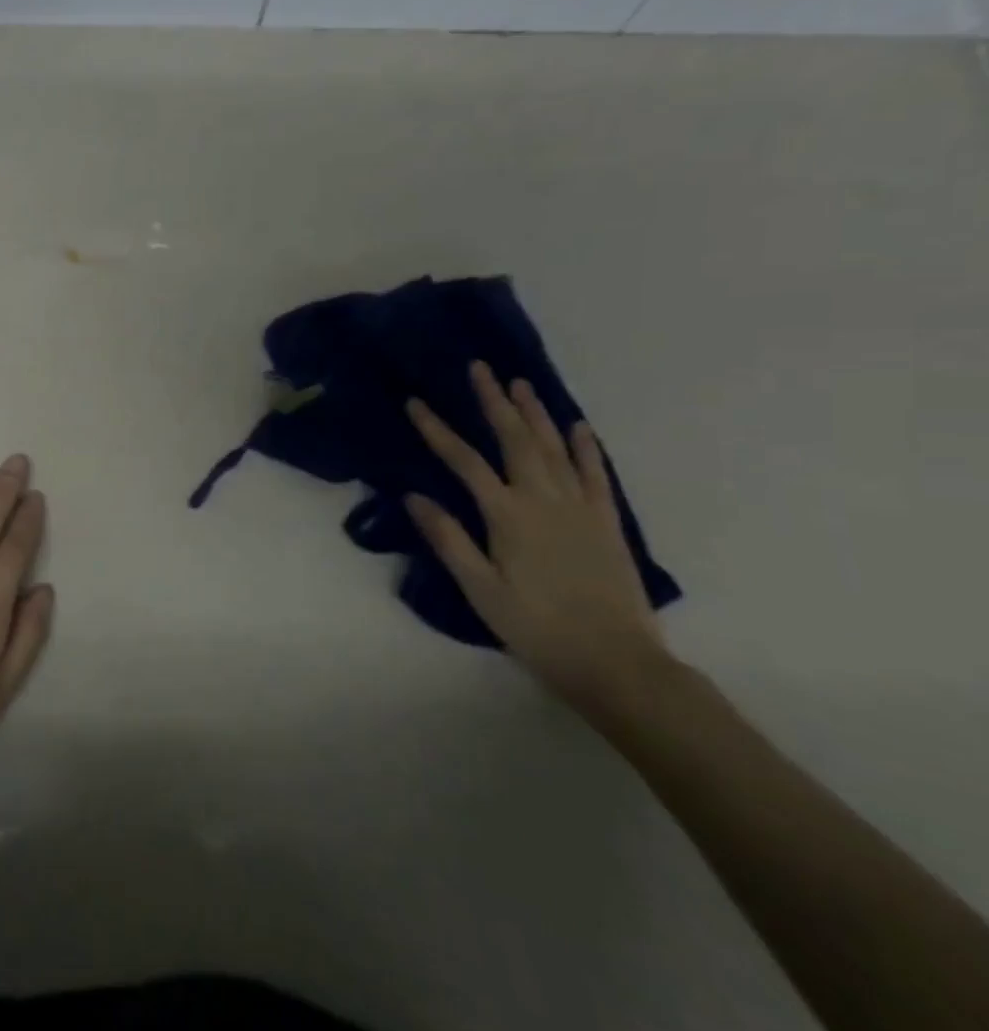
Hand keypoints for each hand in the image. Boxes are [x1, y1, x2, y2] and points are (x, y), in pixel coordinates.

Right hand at [406, 363, 668, 709]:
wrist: (616, 662)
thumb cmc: (536, 628)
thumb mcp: (480, 589)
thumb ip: (448, 539)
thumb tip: (413, 496)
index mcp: (508, 516)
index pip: (464, 462)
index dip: (437, 430)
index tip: (415, 402)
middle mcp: (544, 500)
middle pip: (515, 440)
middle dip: (494, 401)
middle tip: (480, 368)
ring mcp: (580, 508)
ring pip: (555, 448)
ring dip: (536, 413)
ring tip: (520, 383)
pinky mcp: (607, 522)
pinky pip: (596, 474)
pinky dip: (586, 447)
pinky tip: (578, 426)